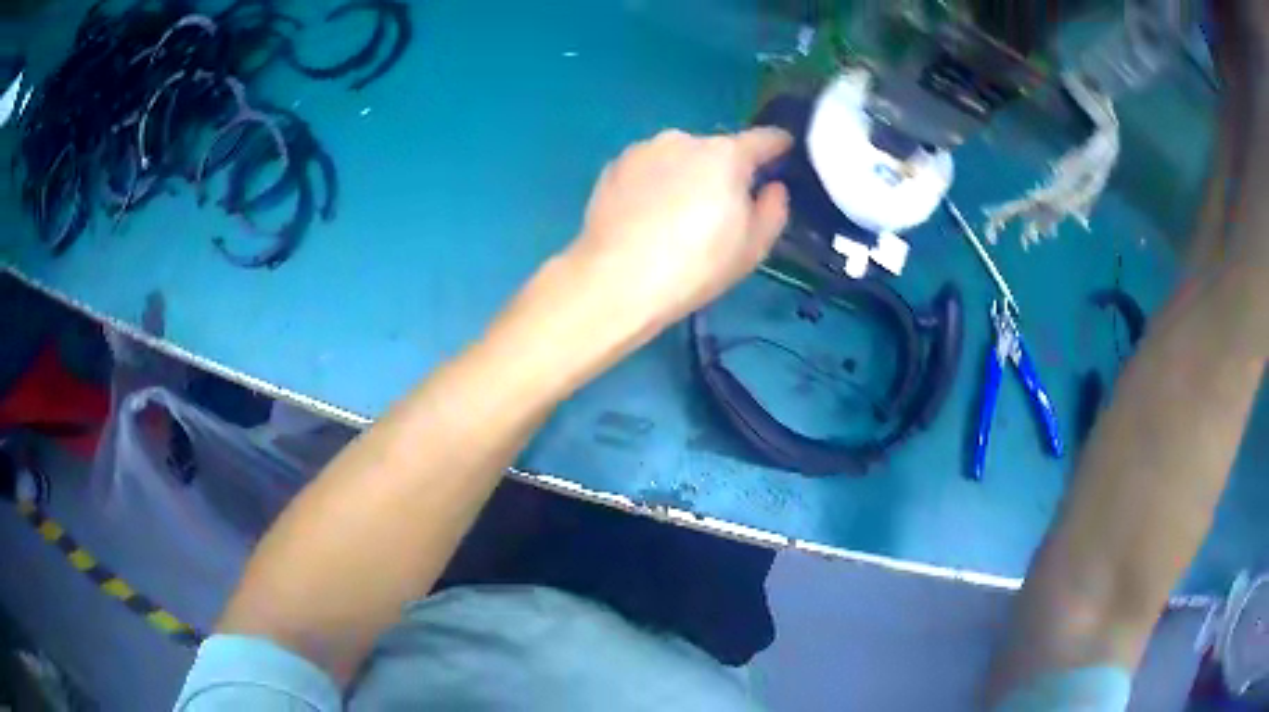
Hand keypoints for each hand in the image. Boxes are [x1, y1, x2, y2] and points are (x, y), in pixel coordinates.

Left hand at [561, 128, 790, 338]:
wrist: (617, 279)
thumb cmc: (696, 265)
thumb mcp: (753, 248)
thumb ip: (773, 210)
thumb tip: (773, 188)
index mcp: (726, 154)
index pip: (763, 139)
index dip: (778, 144)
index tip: (784, 149)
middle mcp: (684, 139)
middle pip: (716, 149)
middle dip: (723, 170)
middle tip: (718, 208)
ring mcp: (644, 149)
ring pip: (678, 157)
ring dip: (685, 174)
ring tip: (676, 215)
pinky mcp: (614, 166)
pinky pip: (648, 169)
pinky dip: (654, 183)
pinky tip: (646, 215)